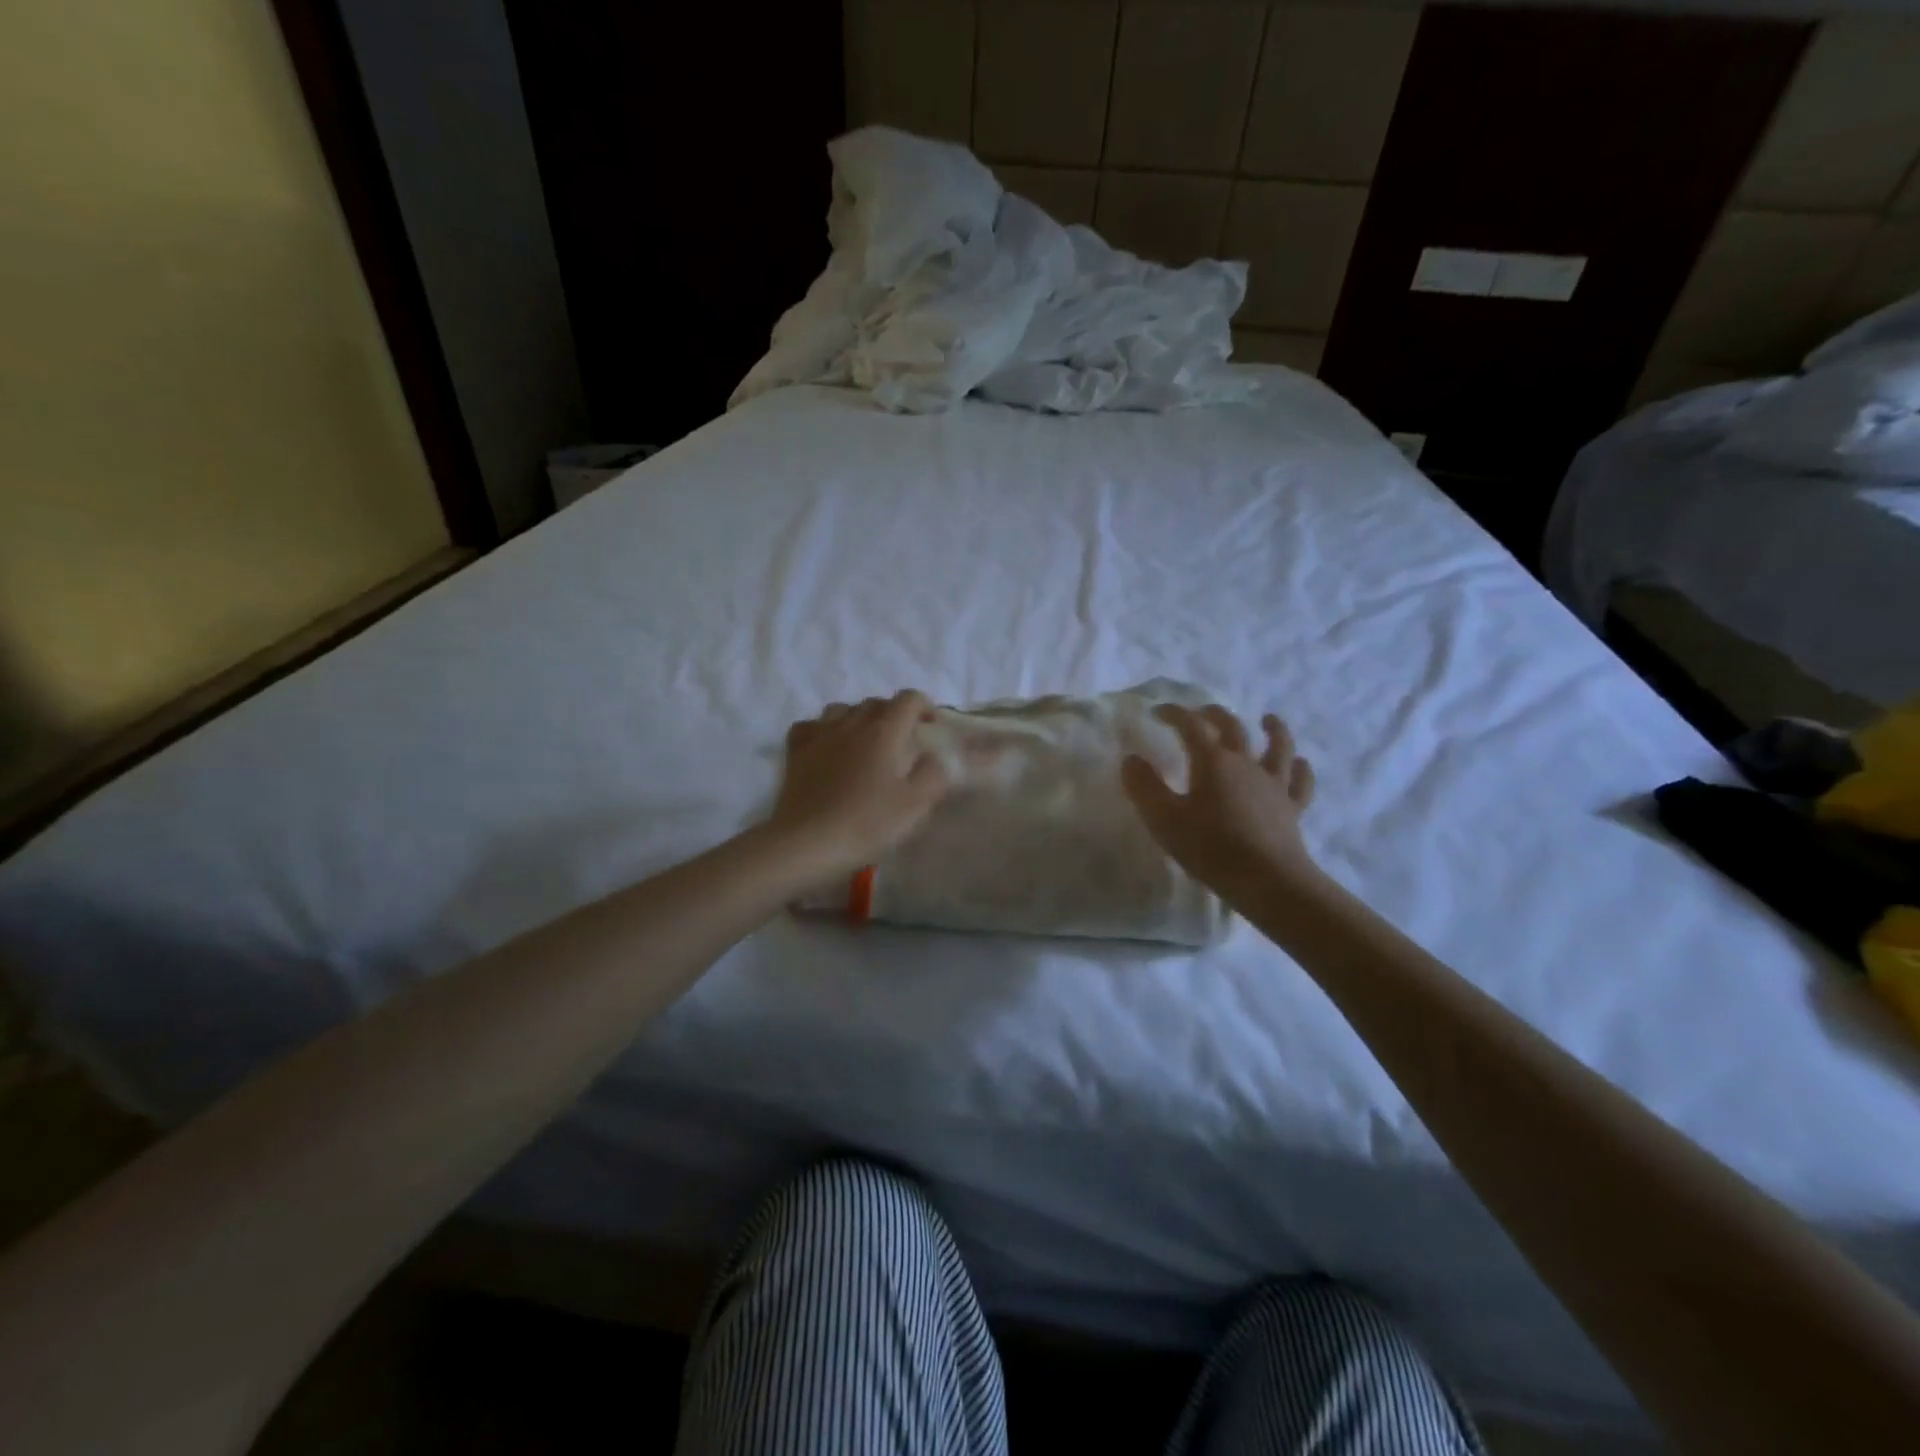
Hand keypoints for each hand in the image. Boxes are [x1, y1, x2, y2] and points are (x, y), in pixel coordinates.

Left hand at [769, 691, 951, 880]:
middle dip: (894, 714)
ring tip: (865, 741)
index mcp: (884, 731)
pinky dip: (824, 729)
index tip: (931, 727)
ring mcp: (819, 734)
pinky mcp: (796, 751)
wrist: (807, 842)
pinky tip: (828, 746)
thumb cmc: (867, 823)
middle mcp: (851, 723)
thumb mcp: (915, 804)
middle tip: (902, 740)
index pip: (909, 699)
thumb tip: (935, 756)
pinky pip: (812, 725)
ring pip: (843, 709)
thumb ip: (934, 774)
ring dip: (859, 718)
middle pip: (876, 703)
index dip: (924, 707)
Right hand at [1121, 705, 1320, 897]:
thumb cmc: (1210, 847)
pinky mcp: (1292, 808)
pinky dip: (1300, 769)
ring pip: (1278, 747)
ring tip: (1268, 719)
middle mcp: (1246, 764)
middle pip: (1233, 728)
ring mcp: (1274, 784)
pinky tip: (1300, 763)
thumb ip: (1144, 786)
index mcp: (1213, 762)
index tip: (1158, 712)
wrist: (1267, 880)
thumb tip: (1132, 759)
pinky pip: (1300, 782)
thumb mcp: (1164, 819)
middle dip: (1215, 715)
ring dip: (1274, 729)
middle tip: (1203, 711)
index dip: (1174, 714)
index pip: (1191, 726)